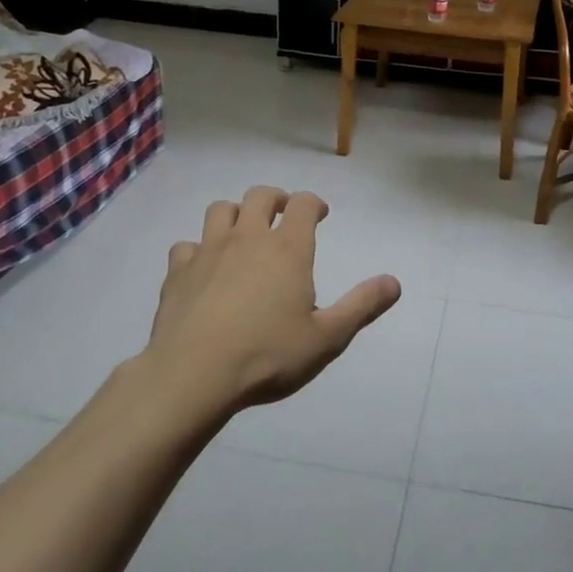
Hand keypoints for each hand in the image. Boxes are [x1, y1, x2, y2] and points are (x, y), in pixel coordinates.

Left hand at [146, 186, 400, 411]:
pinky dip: (197, 249)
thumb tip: (394, 282)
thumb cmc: (268, 355)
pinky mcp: (177, 272)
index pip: (303, 204)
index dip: (314, 203)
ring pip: (220, 210)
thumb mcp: (327, 338)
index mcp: (287, 249)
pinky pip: (186, 245)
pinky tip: (203, 268)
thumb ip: (361, 306)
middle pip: (260, 196)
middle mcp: (248, 238)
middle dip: (276, 198)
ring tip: (243, 233)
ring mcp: (208, 251)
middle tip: (283, 214)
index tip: (320, 215)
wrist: (193, 375)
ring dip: (236, 214)